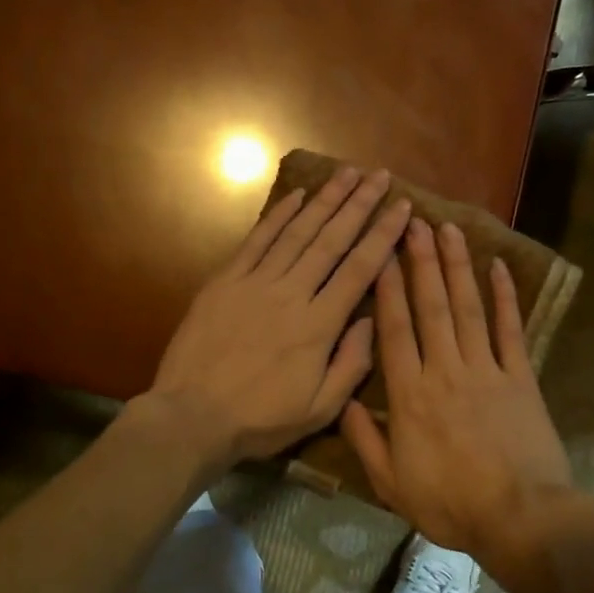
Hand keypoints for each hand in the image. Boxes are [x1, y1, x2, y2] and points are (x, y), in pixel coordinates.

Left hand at [145, 167, 410, 468]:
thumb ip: (351, 364)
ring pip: (298, 232)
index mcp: (319, 325)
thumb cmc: (260, 419)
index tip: (402, 207)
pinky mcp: (226, 281)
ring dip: (325, 200)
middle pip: (332, 240)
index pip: (360, 269)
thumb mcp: (319, 409)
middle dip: (359, 204)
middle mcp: (292, 293)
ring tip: (347, 173)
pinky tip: (297, 195)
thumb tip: (371, 320)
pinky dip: (279, 216)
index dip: (383, 234)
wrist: (191, 416)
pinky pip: (257, 240)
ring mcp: (256, 282)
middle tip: (380, 175)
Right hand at [341, 220, 573, 557]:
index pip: (394, 328)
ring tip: (448, 230)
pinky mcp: (521, 377)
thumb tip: (344, 401)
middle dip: (420, 260)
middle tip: (413, 221)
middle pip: (430, 306)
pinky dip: (505, 298)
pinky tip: (498, 267)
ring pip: (467, 308)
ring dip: (456, 267)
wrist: (521, 519)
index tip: (381, 252)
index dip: (387, 286)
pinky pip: (510, 330)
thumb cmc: (451, 504)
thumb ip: (365, 439)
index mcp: (410, 394)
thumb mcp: (391, 483)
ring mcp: (486, 369)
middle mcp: (445, 370)